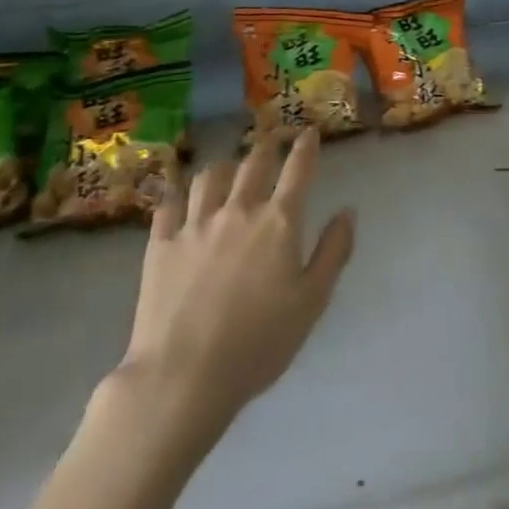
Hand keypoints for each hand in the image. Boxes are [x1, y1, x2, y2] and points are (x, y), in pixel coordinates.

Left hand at [112, 128, 356, 434]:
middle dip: (266, 146)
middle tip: (271, 141)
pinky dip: (178, 194)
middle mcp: (238, 210)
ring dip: (225, 166)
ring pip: (211, 176)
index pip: (298, 170)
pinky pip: (169, 205)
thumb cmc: (259, 343)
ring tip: (228, 169)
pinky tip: (180, 197)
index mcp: (279, 222)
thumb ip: (334, 251)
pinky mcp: (160, 244)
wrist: (183, 376)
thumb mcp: (312, 301)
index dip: (305, 147)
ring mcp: (195, 224)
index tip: (308, 132)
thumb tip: (348, 211)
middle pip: (254, 162)